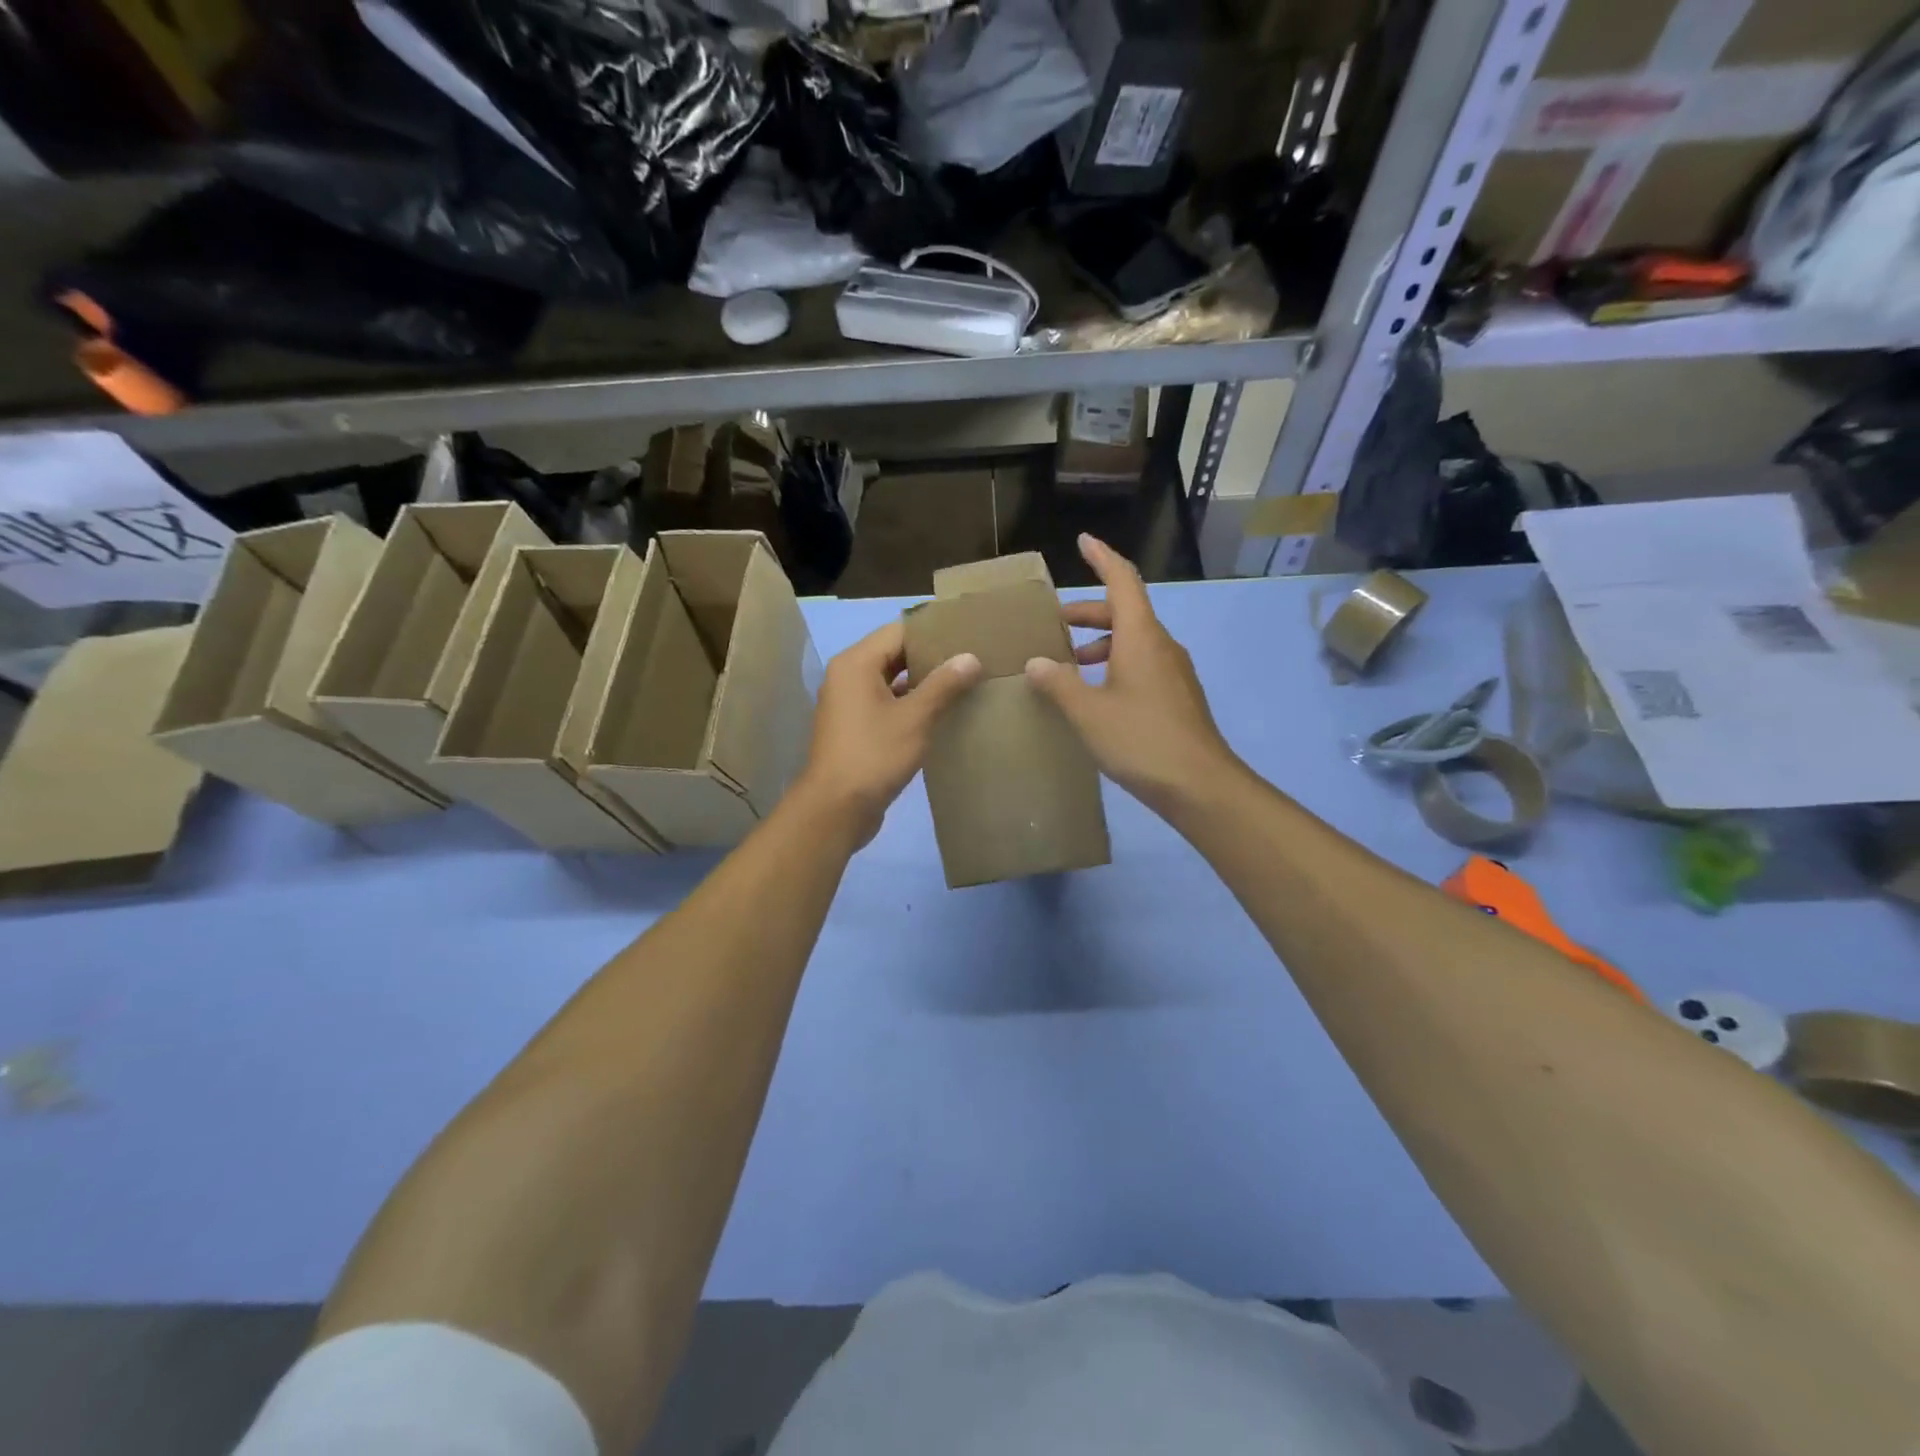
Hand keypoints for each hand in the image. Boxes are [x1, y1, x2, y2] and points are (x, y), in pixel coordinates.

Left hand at [795, 620, 980, 846]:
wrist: (836, 809)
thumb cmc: (874, 756)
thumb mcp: (915, 718)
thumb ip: (944, 685)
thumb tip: (970, 657)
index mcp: (856, 663)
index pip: (899, 631)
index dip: (934, 632)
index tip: (967, 636)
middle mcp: (847, 676)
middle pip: (894, 654)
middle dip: (931, 657)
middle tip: (971, 659)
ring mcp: (849, 704)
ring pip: (891, 681)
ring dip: (923, 683)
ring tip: (963, 683)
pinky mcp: (855, 728)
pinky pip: (886, 704)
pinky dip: (910, 704)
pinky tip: (941, 713)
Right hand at [1027, 534, 1238, 814]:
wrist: (1200, 785)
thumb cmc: (1141, 740)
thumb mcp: (1088, 712)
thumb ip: (1059, 684)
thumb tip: (1037, 662)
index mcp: (1141, 637)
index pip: (1122, 580)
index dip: (1102, 557)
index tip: (1082, 541)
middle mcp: (1160, 646)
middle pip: (1124, 612)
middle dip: (1088, 611)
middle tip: (1054, 622)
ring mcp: (1172, 672)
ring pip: (1132, 641)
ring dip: (1099, 643)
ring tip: (1067, 664)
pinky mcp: (1176, 697)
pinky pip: (1141, 665)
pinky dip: (1114, 665)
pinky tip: (1094, 695)